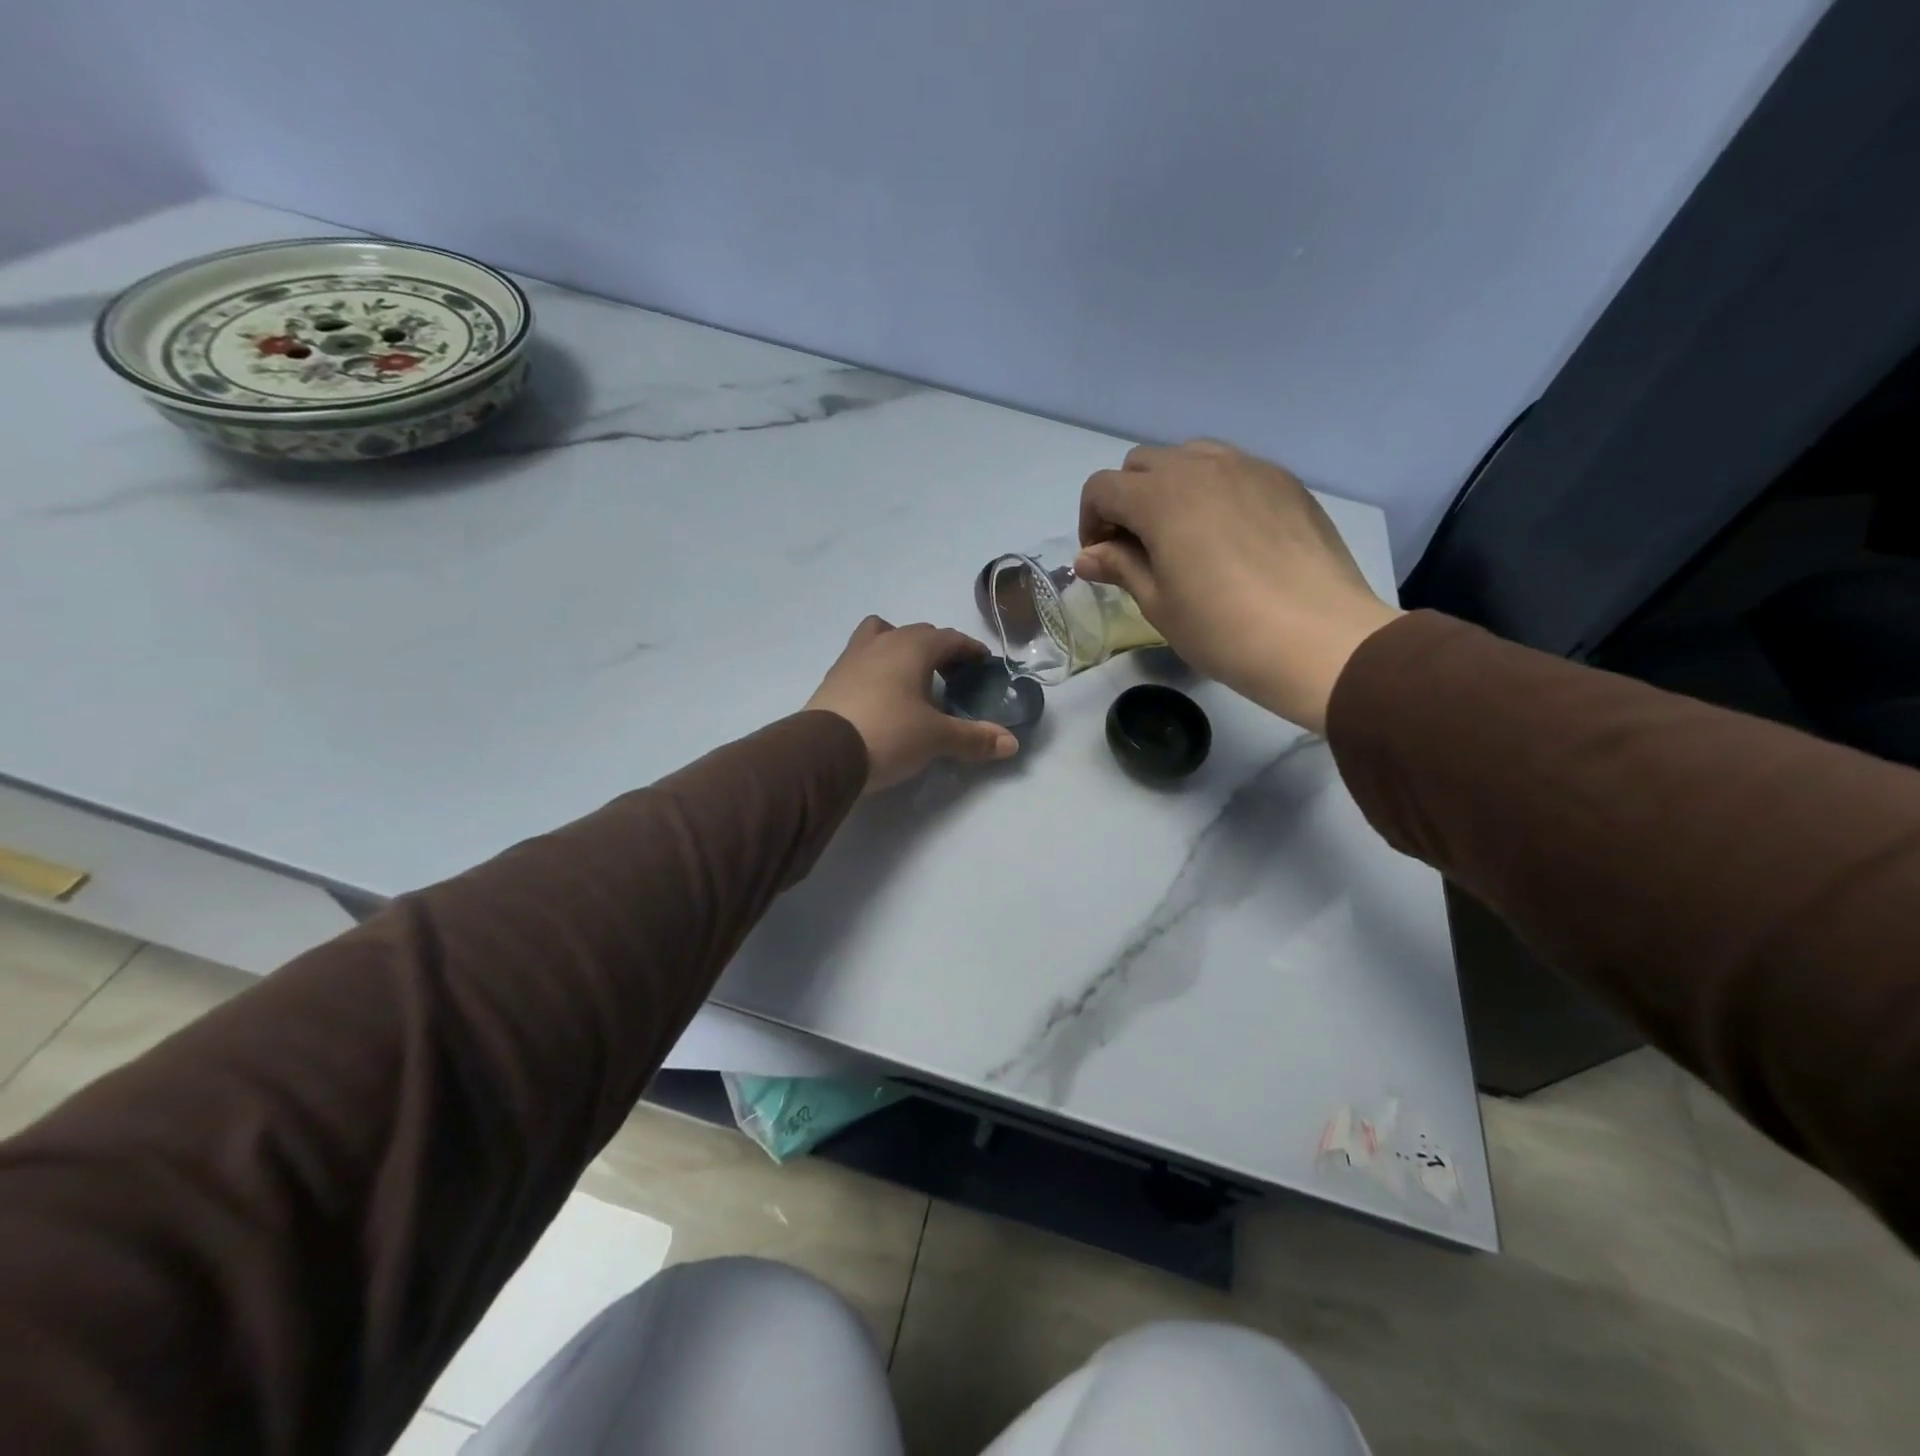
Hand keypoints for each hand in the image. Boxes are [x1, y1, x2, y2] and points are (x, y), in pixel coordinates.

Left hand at [806, 617, 1019, 791]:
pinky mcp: (833, 678)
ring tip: (912, 677)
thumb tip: (1012, 743)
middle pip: (916, 633)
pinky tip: (882, 695)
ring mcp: (852, 657)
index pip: (949, 638)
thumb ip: (974, 738)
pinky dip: (878, 668)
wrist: (823, 752)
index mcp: (912, 647)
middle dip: (938, 649)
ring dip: (901, 649)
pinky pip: (862, 659)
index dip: (969, 649)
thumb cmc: (889, 733)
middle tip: (952, 675)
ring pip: (881, 636)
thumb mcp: (936, 738)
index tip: (983, 663)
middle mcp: (882, 643)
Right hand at [1075, 441, 1400, 732]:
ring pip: (1190, 457)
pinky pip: (1234, 470)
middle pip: (1142, 464)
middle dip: (1127, 500)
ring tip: (1183, 536)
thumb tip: (1087, 556)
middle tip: (1138, 548)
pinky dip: (1214, 491)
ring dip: (1170, 488)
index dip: (1091, 522)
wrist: (1318, 639)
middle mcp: (1201, 467)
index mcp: (1161, 497)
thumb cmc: (1223, 629)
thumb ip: (1120, 567)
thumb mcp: (1158, 604)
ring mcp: (1250, 468)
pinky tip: (1229, 537)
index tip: (1103, 561)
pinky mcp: (1285, 482)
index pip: (1102, 488)